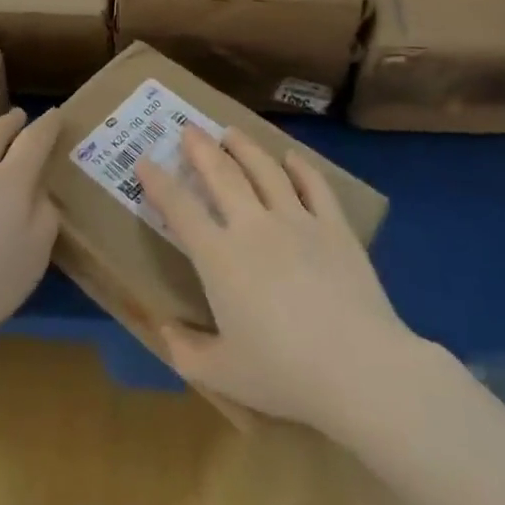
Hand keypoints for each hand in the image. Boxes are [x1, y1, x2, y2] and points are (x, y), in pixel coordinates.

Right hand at [139, 127, 422, 434]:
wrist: (361, 370)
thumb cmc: (284, 374)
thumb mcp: (222, 374)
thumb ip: (186, 351)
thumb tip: (165, 329)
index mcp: (219, 257)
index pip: (179, 208)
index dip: (158, 182)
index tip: (144, 160)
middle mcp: (253, 226)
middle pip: (221, 174)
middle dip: (200, 148)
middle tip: (188, 129)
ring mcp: (297, 221)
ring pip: (265, 170)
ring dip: (244, 147)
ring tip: (231, 132)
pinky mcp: (335, 227)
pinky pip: (315, 186)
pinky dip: (301, 167)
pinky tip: (291, 157)